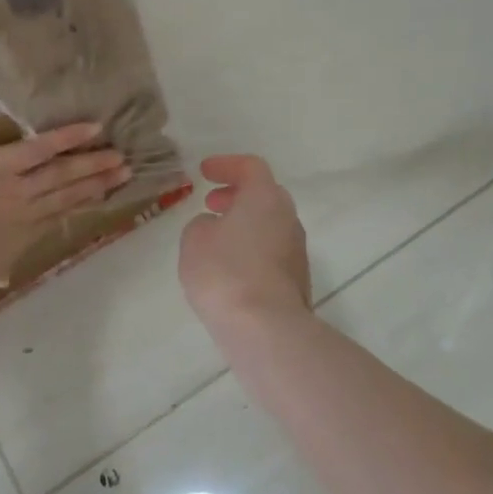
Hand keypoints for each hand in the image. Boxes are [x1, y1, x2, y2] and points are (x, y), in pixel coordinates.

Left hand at [0, 123, 129, 315]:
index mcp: (15, 241)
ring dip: (92, 165)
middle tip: (125, 171)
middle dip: (97, 184)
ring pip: (61, 174)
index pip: (54, 217)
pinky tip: (91, 128)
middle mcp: (23, 215)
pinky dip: (66, 138)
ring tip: (120, 157)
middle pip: (67, 196)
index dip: (80, 204)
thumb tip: (0, 275)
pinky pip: (39, 149)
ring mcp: (14, 191)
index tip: (101, 196)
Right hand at [179, 155, 310, 334]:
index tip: (204, 172)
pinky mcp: (297, 279)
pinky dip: (252, 248)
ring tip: (217, 237)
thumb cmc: (225, 272)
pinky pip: (272, 251)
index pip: (250, 166)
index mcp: (265, 198)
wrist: (266, 328)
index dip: (226, 165)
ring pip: (270, 224)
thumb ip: (202, 224)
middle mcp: (288, 218)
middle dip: (237, 195)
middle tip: (212, 202)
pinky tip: (231, 267)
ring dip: (245, 223)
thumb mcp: (195, 240)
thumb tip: (216, 228)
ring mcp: (297, 250)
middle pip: (265, 195)